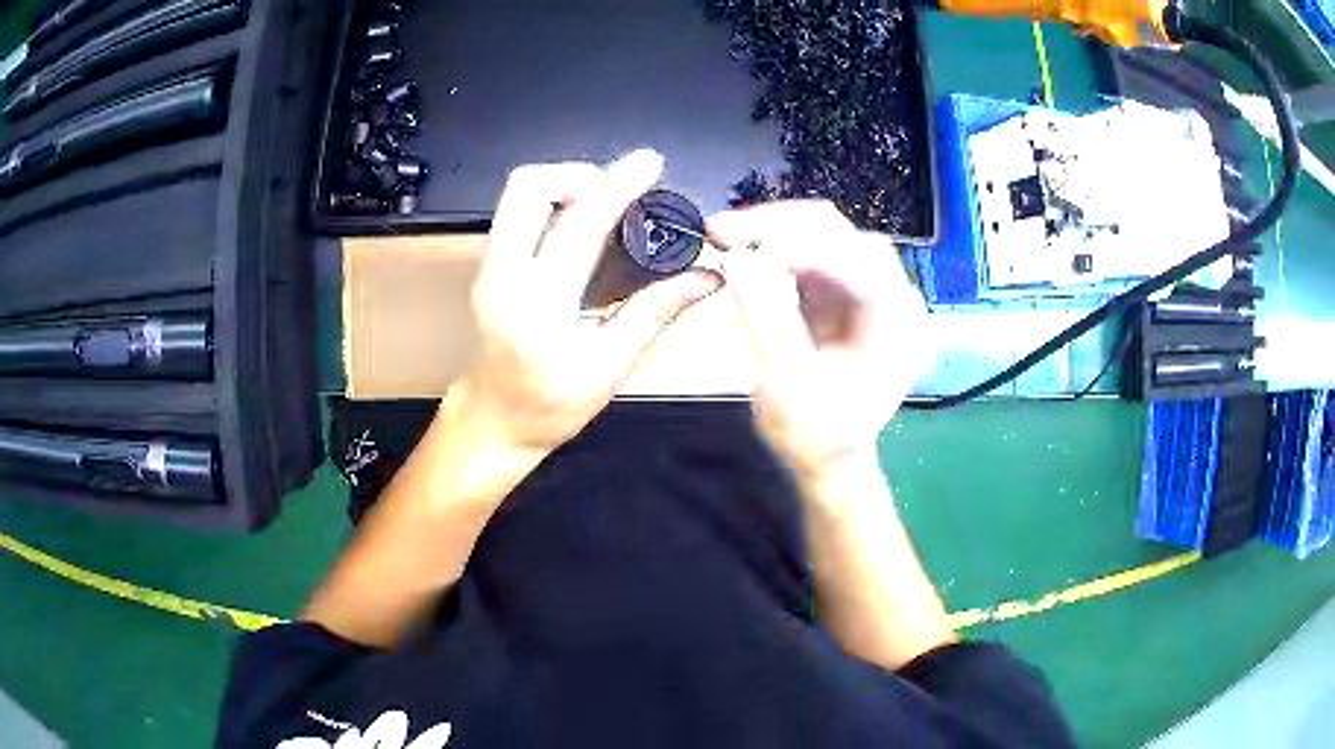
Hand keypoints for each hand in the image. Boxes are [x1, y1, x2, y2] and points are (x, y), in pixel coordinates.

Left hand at [451, 150, 722, 456]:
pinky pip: (516, 211)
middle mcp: (502, 275)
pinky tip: (581, 221)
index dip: (618, 186)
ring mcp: (487, 267)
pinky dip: (552, 200)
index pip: (580, 226)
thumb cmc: (549, 406)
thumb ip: (654, 314)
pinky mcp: (486, 265)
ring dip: (564, 182)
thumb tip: (707, 277)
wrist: (493, 420)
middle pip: (528, 187)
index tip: (648, 163)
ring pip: (517, 194)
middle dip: (578, 172)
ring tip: (603, 200)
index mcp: (538, 307)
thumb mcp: (609, 370)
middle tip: (617, 188)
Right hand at [711, 201, 934, 480]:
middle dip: (779, 226)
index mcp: (898, 322)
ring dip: (773, 231)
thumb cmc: (816, 435)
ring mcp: (869, 290)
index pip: (855, 258)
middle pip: (841, 234)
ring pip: (823, 235)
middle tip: (722, 230)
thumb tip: (736, 258)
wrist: (827, 458)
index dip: (797, 246)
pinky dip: (774, 248)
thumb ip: (766, 321)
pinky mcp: (844, 292)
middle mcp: (893, 296)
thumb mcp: (788, 387)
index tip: (739, 252)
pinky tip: (744, 252)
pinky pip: (810, 253)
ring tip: (724, 236)